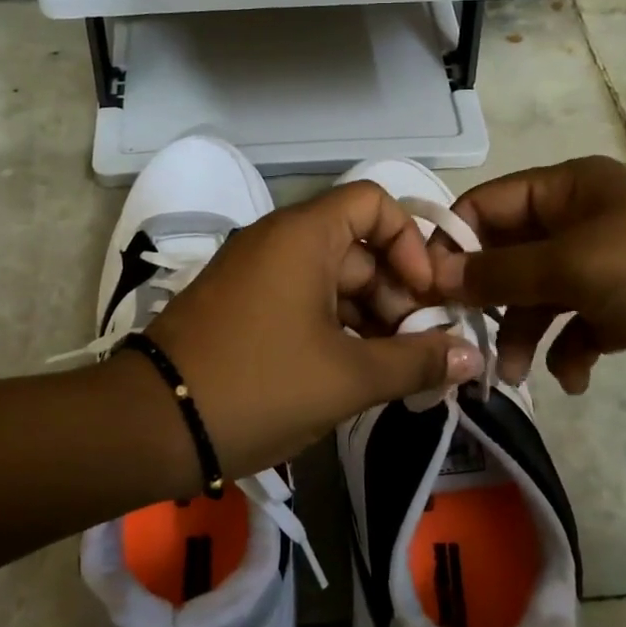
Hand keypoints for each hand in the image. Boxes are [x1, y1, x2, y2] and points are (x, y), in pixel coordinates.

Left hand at [137, 182, 484, 479]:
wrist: (153, 424)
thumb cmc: (259, 386)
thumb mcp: (348, 378)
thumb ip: (416, 362)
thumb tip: (472, 354)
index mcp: (302, 235)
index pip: (373, 202)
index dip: (409, 243)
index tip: (425, 296)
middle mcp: (276, 241)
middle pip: (356, 246)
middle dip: (395, 293)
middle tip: (416, 348)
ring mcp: (254, 273)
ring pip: (329, 278)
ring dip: (367, 316)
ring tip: (391, 369)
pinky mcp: (240, 306)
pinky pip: (300, 300)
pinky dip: (332, 326)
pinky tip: (351, 372)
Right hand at [434, 156, 625, 407]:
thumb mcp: (576, 266)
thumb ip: (501, 272)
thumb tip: (435, 276)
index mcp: (569, 190)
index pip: (486, 206)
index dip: (452, 245)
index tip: (425, 293)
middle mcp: (584, 223)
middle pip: (509, 255)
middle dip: (486, 298)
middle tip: (463, 342)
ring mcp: (610, 268)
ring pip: (541, 296)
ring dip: (523, 333)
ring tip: (516, 376)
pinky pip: (580, 327)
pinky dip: (570, 351)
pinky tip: (576, 377)